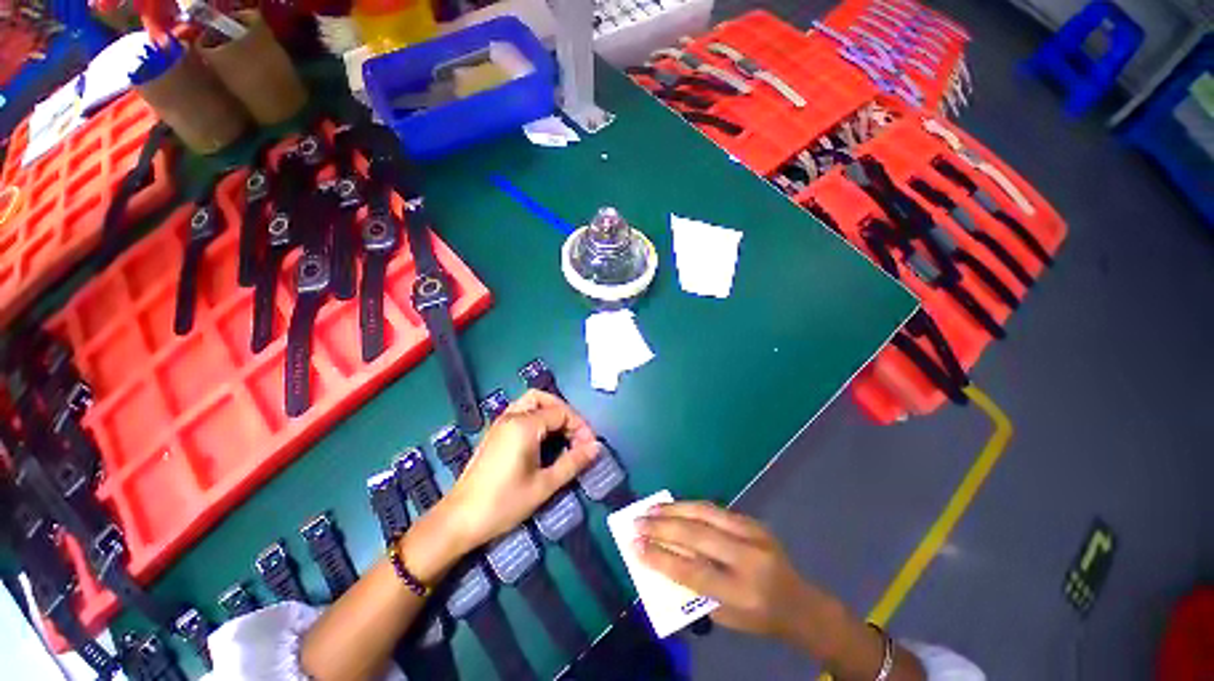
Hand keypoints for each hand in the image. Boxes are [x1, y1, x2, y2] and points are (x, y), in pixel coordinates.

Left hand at [442, 390, 599, 550]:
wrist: (458, 521)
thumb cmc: (503, 503)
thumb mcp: (544, 485)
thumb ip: (573, 462)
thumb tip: (596, 448)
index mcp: (524, 425)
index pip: (561, 413)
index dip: (580, 427)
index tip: (590, 447)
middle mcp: (511, 416)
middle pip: (545, 399)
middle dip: (565, 413)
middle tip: (576, 436)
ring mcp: (500, 423)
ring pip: (531, 402)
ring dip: (550, 412)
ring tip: (563, 435)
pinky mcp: (495, 433)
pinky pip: (521, 413)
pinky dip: (537, 418)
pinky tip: (543, 441)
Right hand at [634, 502, 838, 645]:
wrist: (799, 603)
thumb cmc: (758, 617)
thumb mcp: (725, 616)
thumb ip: (694, 588)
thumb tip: (662, 556)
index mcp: (744, 593)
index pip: (694, 572)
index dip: (661, 558)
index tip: (635, 547)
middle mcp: (750, 559)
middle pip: (698, 535)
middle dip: (662, 527)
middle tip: (637, 522)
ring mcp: (754, 534)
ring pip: (705, 513)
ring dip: (673, 509)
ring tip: (650, 509)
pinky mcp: (753, 521)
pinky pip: (715, 509)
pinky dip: (689, 506)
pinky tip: (673, 507)